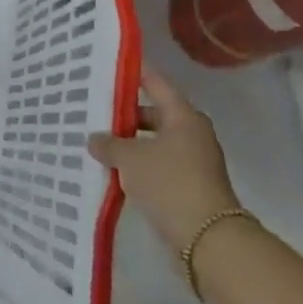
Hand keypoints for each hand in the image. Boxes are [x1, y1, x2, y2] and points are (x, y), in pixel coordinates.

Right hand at [89, 63, 240, 250]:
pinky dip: (138, 165)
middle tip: (95, 111)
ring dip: (131, 143)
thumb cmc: (169, 182)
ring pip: (155, 142)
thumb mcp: (130, 158)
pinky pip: (158, 165)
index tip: (112, 66)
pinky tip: (115, 170)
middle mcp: (192, 134)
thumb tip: (95, 138)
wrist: (206, 237)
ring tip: (99, 142)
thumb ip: (109, 144)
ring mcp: (193, 161)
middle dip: (126, 114)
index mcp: (184, 117)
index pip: (157, 85)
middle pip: (156, 114)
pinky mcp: (189, 186)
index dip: (136, 74)